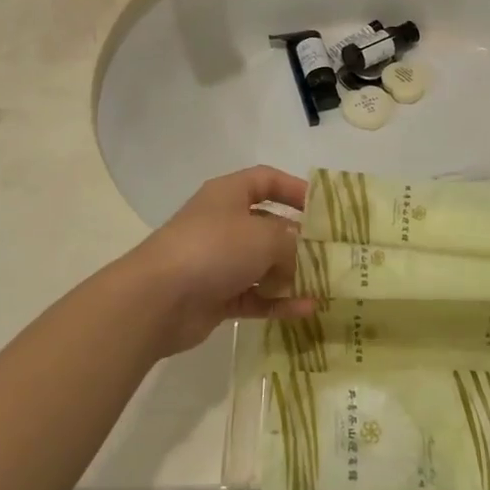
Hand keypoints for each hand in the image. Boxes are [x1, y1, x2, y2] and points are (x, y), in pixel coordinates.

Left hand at [123, 167, 320, 354]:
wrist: (157, 299)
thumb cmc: (214, 249)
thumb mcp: (264, 237)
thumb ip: (292, 244)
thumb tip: (302, 256)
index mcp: (229, 195)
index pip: (266, 180)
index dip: (294, 188)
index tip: (322, 208)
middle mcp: (224, 223)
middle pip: (268, 225)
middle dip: (299, 240)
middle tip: (332, 253)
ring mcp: (218, 261)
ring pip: (263, 265)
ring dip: (292, 275)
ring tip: (326, 285)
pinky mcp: (216, 296)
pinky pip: (255, 296)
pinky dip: (278, 302)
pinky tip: (307, 310)